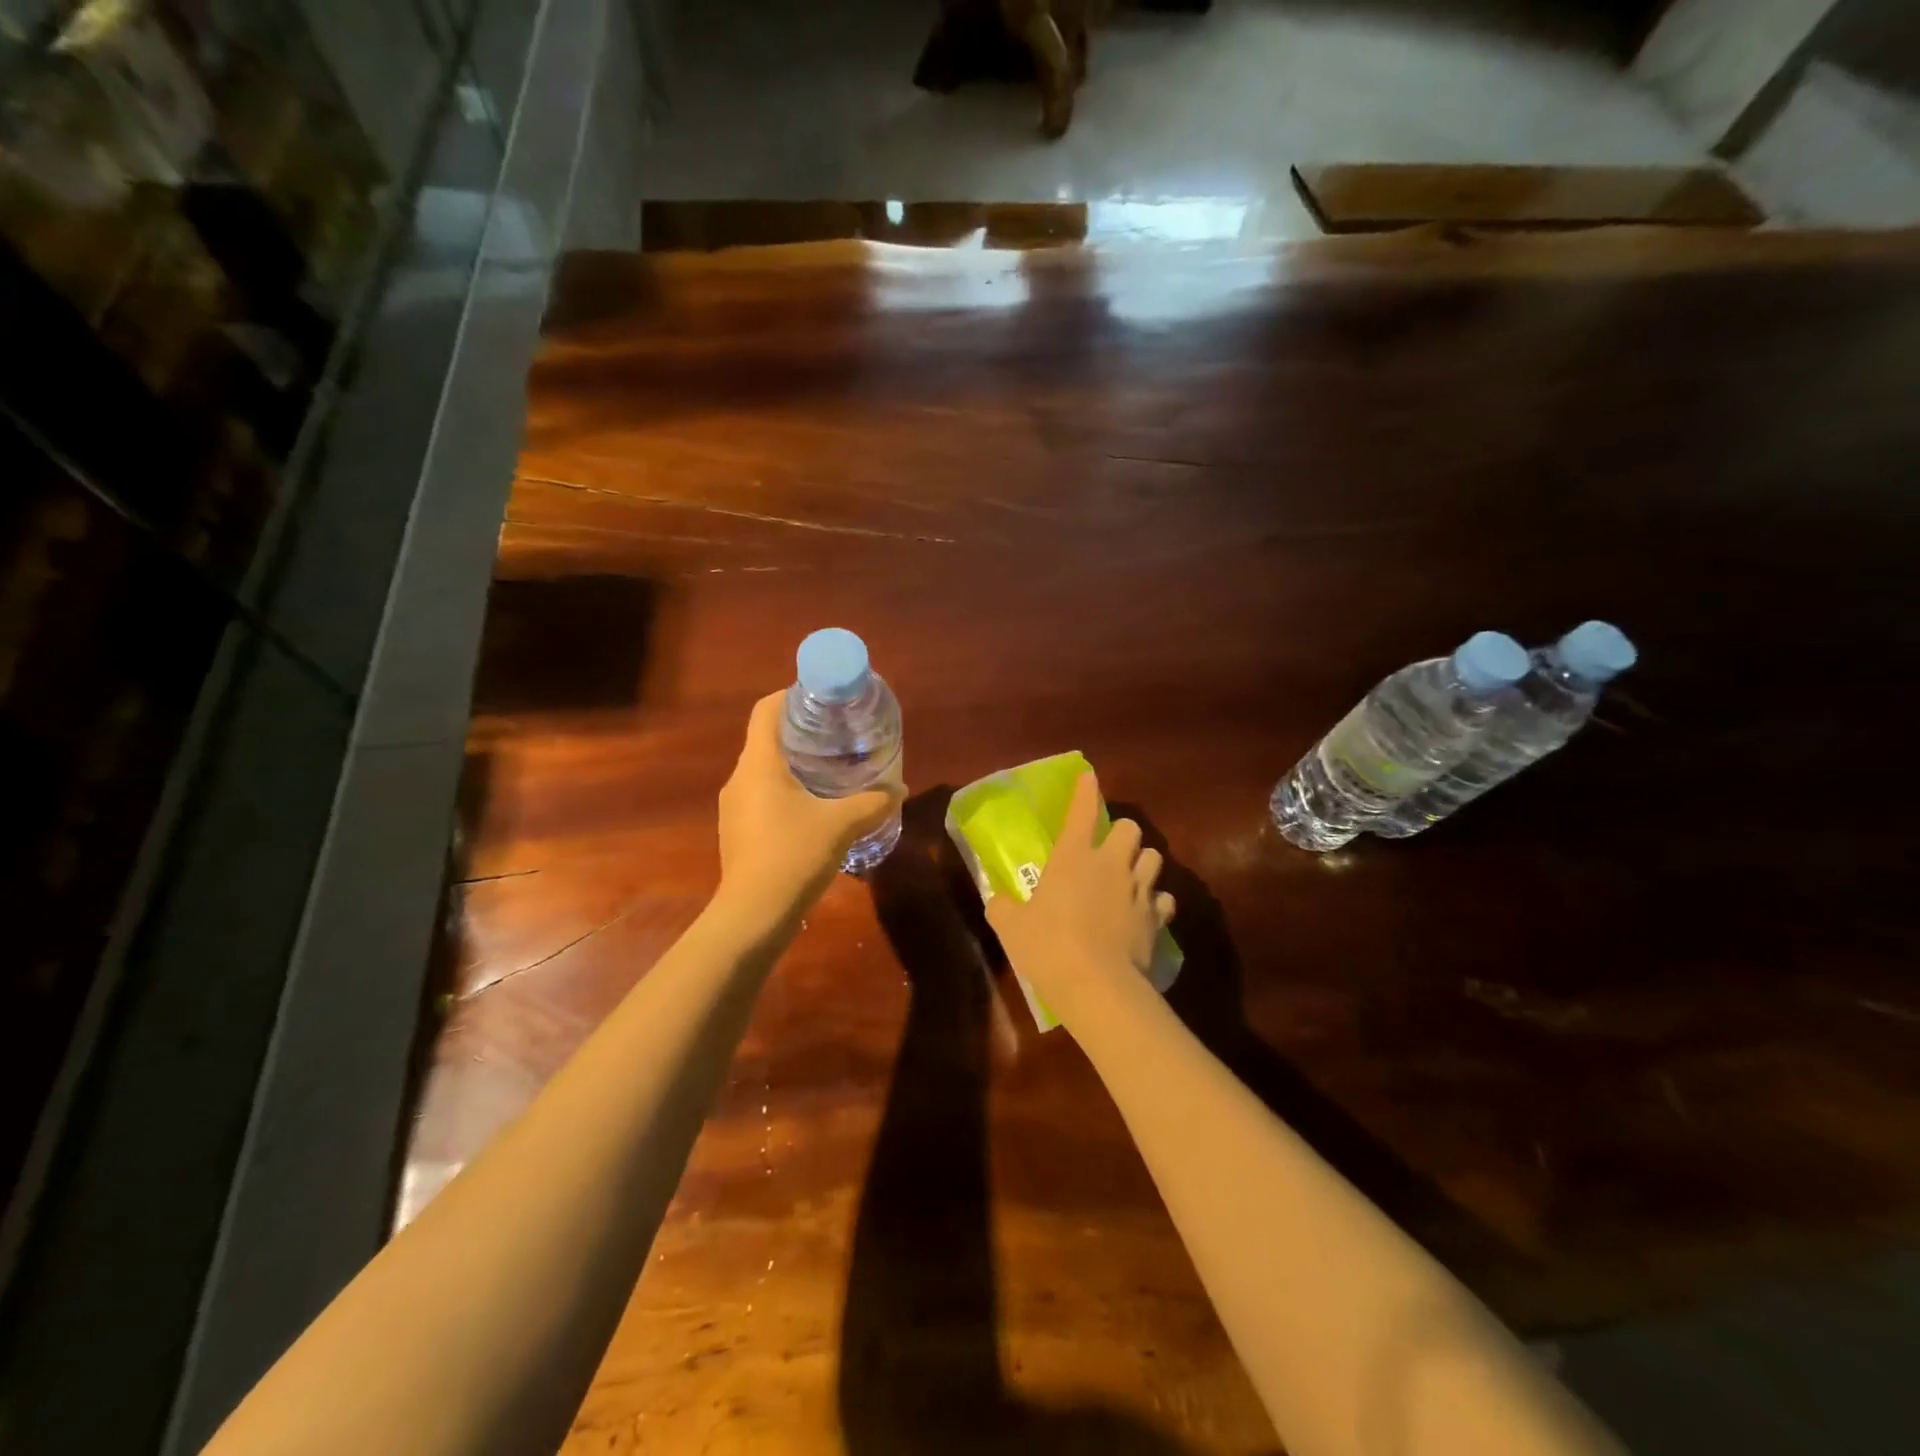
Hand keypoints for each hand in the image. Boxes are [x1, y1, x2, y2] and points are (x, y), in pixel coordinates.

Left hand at [716, 691, 902, 927]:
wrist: (754, 915)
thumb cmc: (794, 855)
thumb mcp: (842, 824)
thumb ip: (872, 802)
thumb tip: (899, 790)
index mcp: (758, 764)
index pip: (766, 710)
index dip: (791, 696)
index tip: (823, 700)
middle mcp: (740, 779)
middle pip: (767, 738)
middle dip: (802, 732)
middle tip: (839, 735)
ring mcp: (735, 808)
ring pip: (766, 771)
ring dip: (796, 765)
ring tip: (833, 770)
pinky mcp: (739, 832)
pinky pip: (763, 798)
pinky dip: (788, 792)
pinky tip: (816, 809)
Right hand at [985, 771, 1174, 1028]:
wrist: (1098, 986)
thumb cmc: (1049, 947)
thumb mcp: (1012, 927)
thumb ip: (1003, 908)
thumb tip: (997, 902)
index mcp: (1073, 856)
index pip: (1082, 811)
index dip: (1086, 790)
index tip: (1089, 777)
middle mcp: (1111, 864)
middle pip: (1130, 828)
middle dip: (1122, 834)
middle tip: (1109, 851)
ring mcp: (1139, 890)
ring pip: (1154, 858)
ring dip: (1142, 864)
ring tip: (1130, 878)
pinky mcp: (1157, 919)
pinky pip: (1164, 900)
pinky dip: (1156, 903)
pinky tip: (1145, 914)